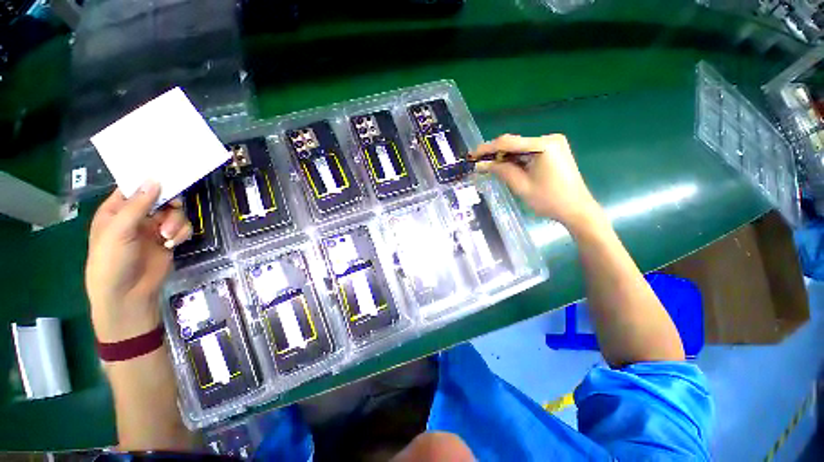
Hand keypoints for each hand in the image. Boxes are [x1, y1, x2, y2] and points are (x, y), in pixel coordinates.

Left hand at [85, 181, 191, 342]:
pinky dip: (181, 233)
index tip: (167, 175)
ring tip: (167, 236)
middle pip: (160, 198)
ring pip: (175, 213)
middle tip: (173, 207)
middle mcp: (136, 217)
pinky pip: (183, 227)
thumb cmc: (112, 261)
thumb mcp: (120, 231)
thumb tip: (154, 179)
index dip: (149, 181)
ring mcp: (154, 229)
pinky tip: (173, 242)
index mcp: (116, 211)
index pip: (134, 188)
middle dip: (168, 203)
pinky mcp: (168, 240)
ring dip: (175, 222)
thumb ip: (137, 205)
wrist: (128, 294)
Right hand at [475, 134, 602, 230]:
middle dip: (495, 153)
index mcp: (543, 145)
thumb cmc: (549, 200)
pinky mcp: (554, 151)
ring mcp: (553, 144)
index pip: (508, 142)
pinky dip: (516, 159)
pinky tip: (505, 166)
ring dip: (505, 157)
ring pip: (520, 148)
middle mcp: (549, 139)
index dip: (487, 148)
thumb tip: (481, 164)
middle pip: (514, 143)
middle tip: (478, 162)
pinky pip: (529, 152)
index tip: (472, 155)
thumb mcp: (521, 186)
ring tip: (488, 166)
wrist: (577, 209)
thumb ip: (501, 170)